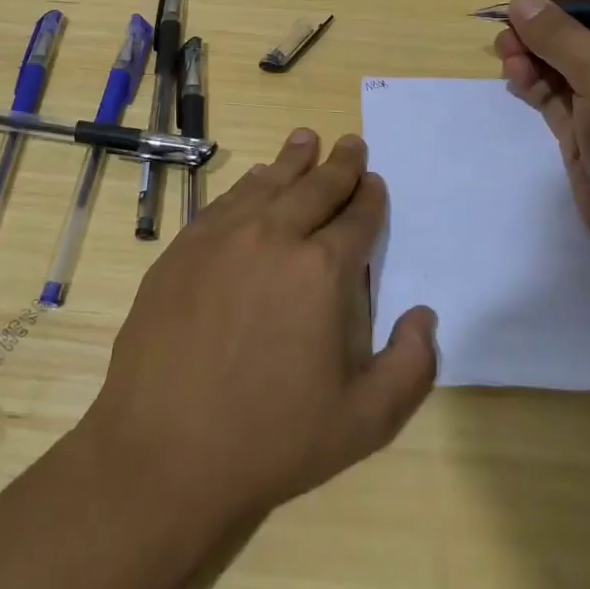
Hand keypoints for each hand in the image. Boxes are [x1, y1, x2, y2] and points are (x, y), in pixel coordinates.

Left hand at [83, 130, 437, 530]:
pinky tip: (255, 180)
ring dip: (292, 160)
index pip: (356, 218)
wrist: (165, 449)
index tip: (374, 181)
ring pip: (268, 183)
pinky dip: (248, 184)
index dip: (369, 197)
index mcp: (322, 270)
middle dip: (340, 164)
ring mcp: (222, 237)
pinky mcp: (183, 247)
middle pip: (315, 187)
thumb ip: (411, 366)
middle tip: (352, 143)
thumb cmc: (272, 439)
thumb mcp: (365, 422)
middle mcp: (274, 237)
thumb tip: (424, 315)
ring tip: (306, 139)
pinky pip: (225, 201)